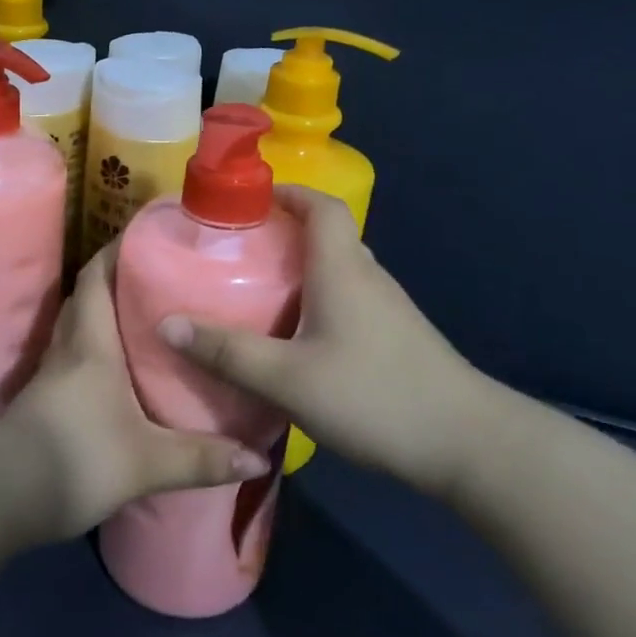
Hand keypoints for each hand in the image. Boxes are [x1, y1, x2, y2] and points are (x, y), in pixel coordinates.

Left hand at [0, 242, 271, 540]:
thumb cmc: (77, 458)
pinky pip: (73, 357)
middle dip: (115, 280)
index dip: (114, 252)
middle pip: (85, 297)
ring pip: (77, 328)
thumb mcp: (148, 462)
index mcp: (91, 343)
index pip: (95, 278)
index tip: (144, 238)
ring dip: (103, 314)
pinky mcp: (44, 401)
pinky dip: (94, 350)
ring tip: (145, 317)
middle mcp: (68, 348)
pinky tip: (118, 371)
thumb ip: (203, 459)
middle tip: (156, 277)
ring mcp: (51, 375)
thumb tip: (259, 458)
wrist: (3, 495)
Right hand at [159, 186, 509, 500]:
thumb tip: (166, 324)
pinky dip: (319, 297)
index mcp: (342, 269)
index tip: (249, 197)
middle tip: (240, 249)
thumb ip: (227, 352)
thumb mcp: (288, 378)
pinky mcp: (397, 337)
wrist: (468, 444)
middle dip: (285, 231)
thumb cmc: (374, 396)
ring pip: (339, 269)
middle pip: (328, 235)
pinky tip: (298, 335)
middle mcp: (368, 277)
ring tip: (259, 289)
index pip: (321, 206)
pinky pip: (350, 298)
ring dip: (302, 267)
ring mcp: (388, 308)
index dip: (288, 191)